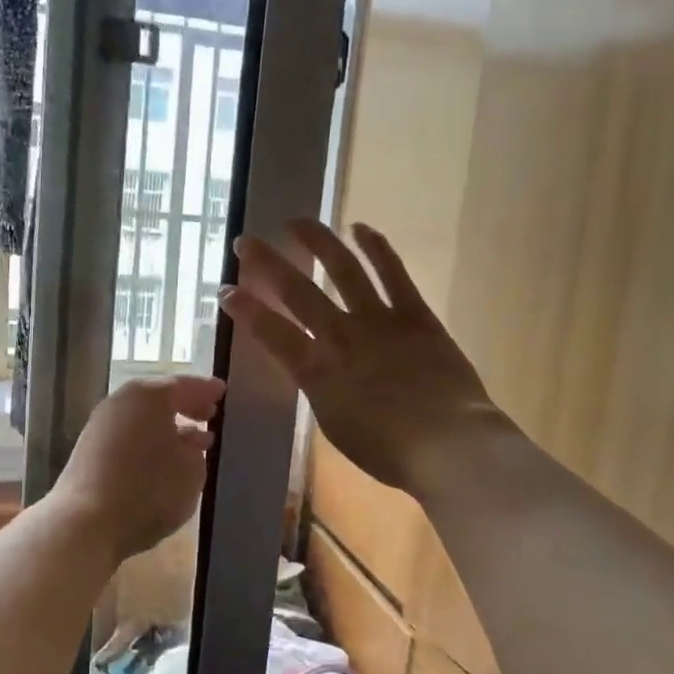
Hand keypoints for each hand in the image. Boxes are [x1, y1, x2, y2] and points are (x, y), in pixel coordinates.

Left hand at [51, 376, 224, 562]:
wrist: (85, 522)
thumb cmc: (148, 489)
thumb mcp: (191, 471)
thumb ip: (196, 452)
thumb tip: (187, 444)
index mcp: (150, 395)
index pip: (186, 385)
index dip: (207, 390)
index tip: (222, 392)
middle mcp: (122, 402)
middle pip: (159, 399)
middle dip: (186, 407)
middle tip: (209, 414)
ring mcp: (100, 425)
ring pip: (142, 419)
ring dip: (167, 428)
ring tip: (193, 444)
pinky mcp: (88, 451)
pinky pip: (129, 437)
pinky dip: (148, 443)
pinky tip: (162, 462)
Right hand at [220, 220, 510, 493]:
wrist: (448, 445)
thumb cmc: (388, 451)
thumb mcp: (335, 425)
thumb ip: (321, 390)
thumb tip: (317, 369)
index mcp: (316, 372)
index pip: (270, 332)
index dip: (244, 309)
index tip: (226, 291)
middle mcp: (340, 337)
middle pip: (297, 291)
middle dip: (266, 263)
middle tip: (246, 242)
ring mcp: (379, 320)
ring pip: (342, 269)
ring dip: (317, 241)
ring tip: (297, 221)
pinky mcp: (415, 314)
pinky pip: (393, 273)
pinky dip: (376, 247)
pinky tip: (361, 228)